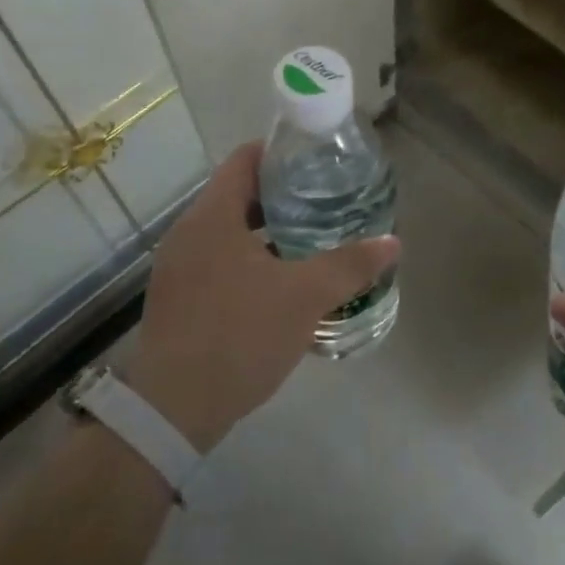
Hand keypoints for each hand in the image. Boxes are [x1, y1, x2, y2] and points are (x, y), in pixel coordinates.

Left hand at [114, 142, 398, 452]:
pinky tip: (282, 280)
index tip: (319, 160)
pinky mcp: (178, 297)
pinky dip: (251, 257)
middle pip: (239, 193)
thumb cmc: (239, 336)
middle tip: (327, 199)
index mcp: (212, 216)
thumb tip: (393, 243)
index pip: (246, 159)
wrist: (172, 412)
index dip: (283, 152)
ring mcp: (179, 267)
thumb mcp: (304, 297)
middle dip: (284, 194)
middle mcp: (188, 232)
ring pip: (230, 229)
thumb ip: (350, 265)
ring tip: (313, 236)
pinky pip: (219, 258)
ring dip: (268, 229)